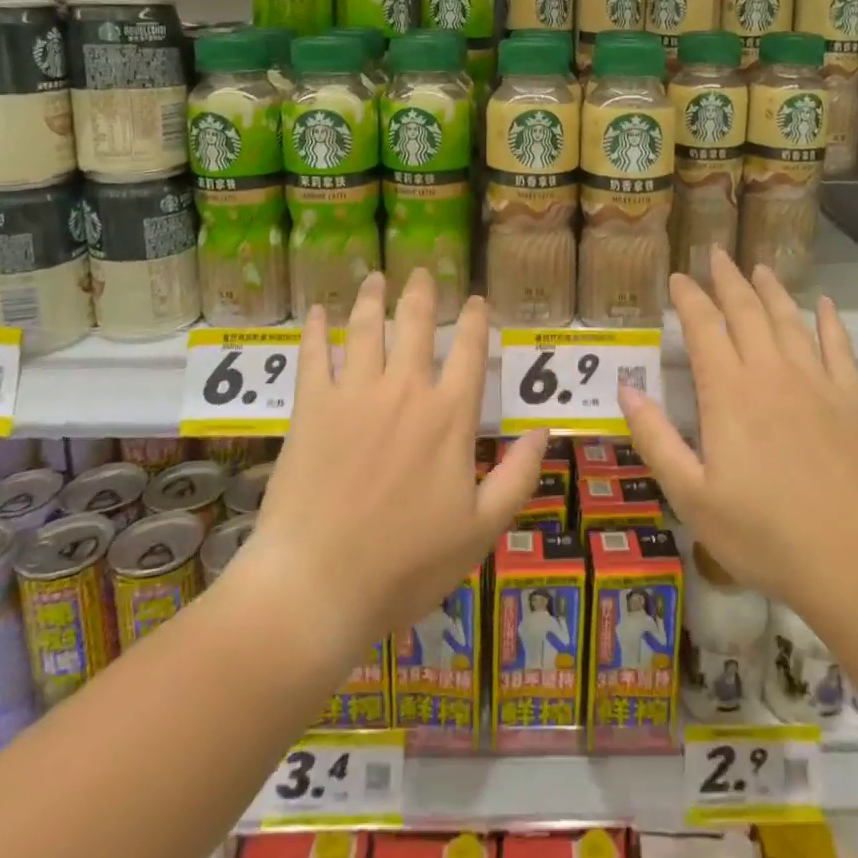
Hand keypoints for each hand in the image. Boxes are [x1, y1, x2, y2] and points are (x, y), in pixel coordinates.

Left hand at [241, 268, 544, 652]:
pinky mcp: (312, 408)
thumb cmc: (405, 565)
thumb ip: (518, 477)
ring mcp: (355, 395)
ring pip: (366, 328)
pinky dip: (315, 330)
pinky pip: (314, 356)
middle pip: (415, 324)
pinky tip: (316, 311)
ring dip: (372, 297)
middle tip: (422, 270)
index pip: (469, 351)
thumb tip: (544, 430)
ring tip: (375, 277)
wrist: (318, 587)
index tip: (477, 300)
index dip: (476, 320)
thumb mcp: (480, 531)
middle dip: (422, 292)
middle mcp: (405, 391)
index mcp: (449, 417)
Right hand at [619, 249, 857, 622]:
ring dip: (772, 290)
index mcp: (729, 392)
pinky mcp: (853, 401)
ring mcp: (817, 383)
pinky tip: (826, 305)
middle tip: (716, 253)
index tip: (678, 278)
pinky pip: (839, 347)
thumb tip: (625, 389)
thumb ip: (655, 438)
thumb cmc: (765, 535)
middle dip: (728, 279)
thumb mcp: (691, 496)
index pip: (704, 327)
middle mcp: (771, 373)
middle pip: (747, 311)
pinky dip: (830, 322)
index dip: (689, 298)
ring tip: (759, 268)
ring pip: (789, 320)